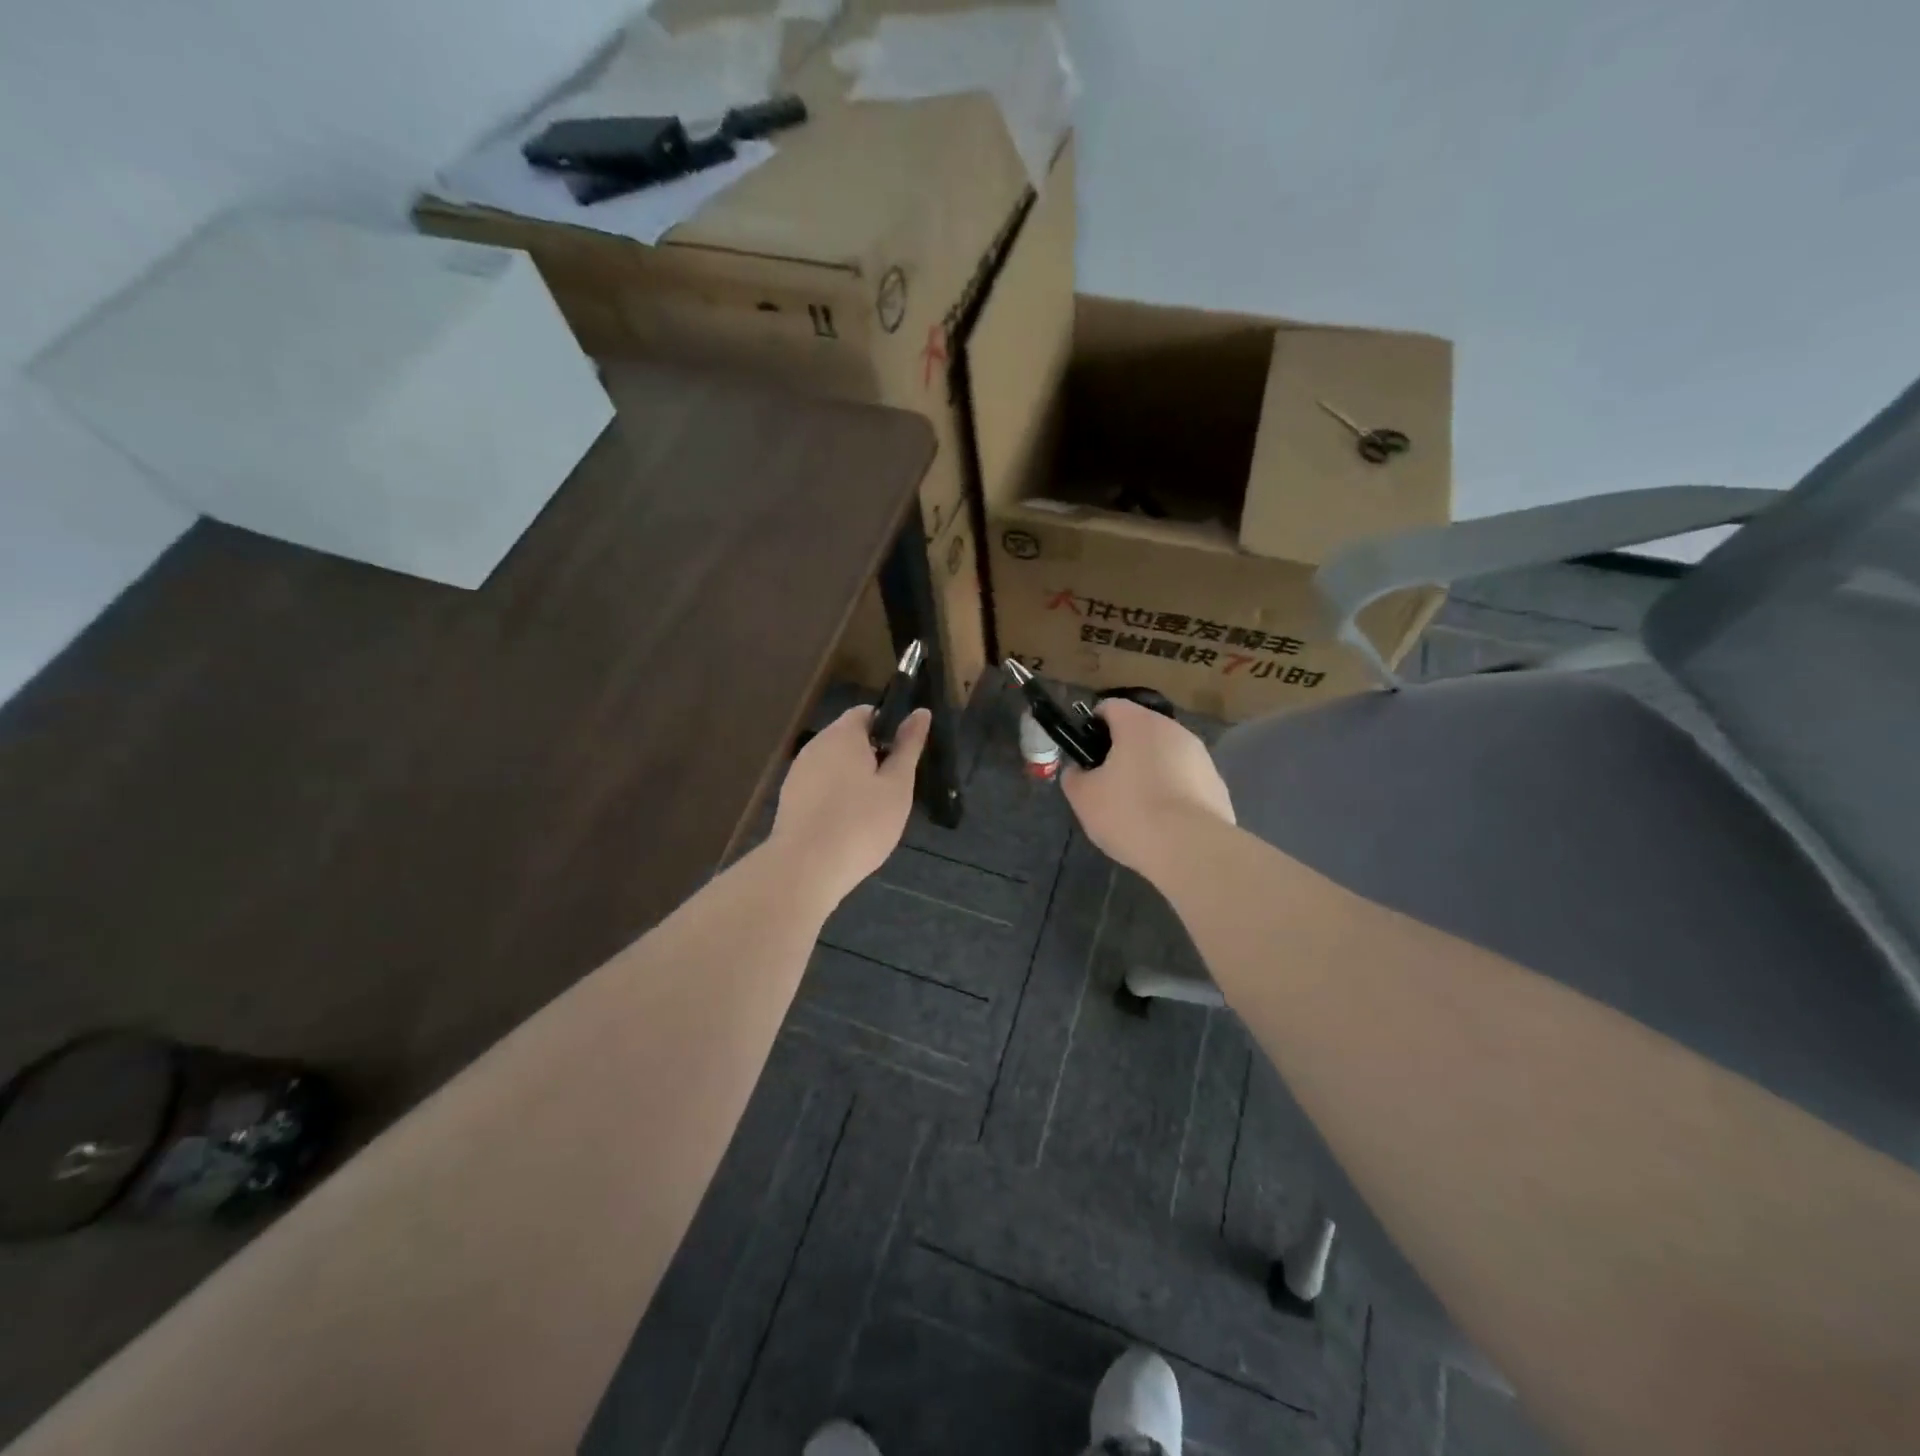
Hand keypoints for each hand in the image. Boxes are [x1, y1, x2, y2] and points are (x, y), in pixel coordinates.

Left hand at [769, 706, 928, 905]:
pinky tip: (846, 825)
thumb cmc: (861, 823)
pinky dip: (835, 797)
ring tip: (871, 811)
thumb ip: (908, 747)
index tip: (904, 757)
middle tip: (892, 790)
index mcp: (843, 734)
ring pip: (833, 765)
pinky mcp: (789, 799)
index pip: (867, 713)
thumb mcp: (897, 785)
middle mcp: (815, 745)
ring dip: (853, 779)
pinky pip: (819, 787)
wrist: (805, 868)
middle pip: (848, 739)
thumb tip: (921, 712)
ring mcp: (798, 772)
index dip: (889, 728)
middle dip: (872, 757)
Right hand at [1061, 699, 1234, 876]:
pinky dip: (1173, 794)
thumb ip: (1074, 776)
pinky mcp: (1217, 785)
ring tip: (1138, 809)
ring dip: (1150, 772)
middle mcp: (1174, 730)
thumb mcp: (1083, 797)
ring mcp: (1201, 757)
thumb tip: (1079, 770)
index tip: (1085, 753)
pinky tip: (1164, 823)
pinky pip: (1186, 782)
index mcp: (1138, 724)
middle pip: (1141, 731)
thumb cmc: (1130, 813)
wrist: (1191, 849)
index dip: (1092, 725)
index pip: (1110, 706)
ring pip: (1166, 756)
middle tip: (1107, 785)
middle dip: (1123, 752)